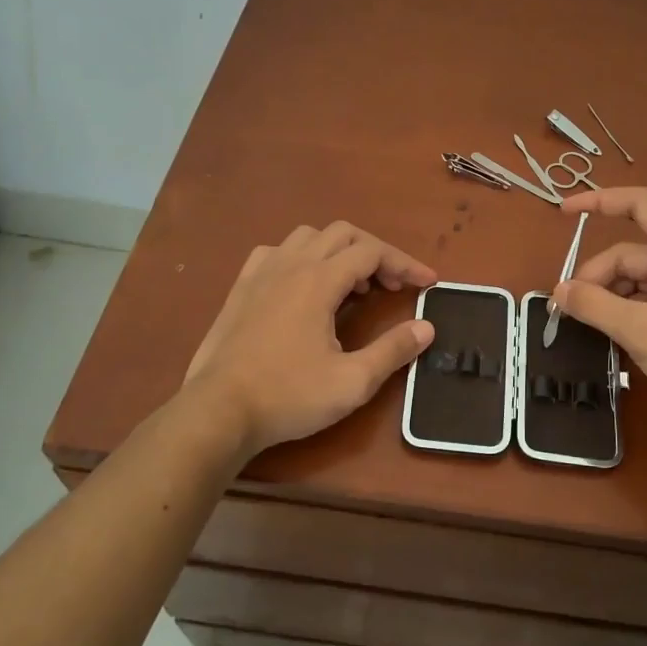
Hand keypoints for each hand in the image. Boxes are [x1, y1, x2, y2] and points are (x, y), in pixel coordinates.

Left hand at [183, 222, 436, 461]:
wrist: (218, 411)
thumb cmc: (288, 396)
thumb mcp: (352, 382)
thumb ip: (393, 350)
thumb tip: (426, 327)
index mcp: (319, 280)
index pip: (372, 253)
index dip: (405, 263)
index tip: (428, 282)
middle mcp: (291, 264)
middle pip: (343, 234)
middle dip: (376, 253)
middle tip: (393, 286)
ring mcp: (261, 272)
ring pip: (309, 237)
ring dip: (339, 251)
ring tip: (352, 285)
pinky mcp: (241, 287)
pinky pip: (277, 252)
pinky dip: (301, 257)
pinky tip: (304, 284)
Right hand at [552, 187, 646, 433]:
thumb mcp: (640, 329)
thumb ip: (594, 306)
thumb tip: (558, 291)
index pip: (639, 204)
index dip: (600, 200)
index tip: (564, 211)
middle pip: (630, 253)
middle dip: (597, 275)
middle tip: (570, 309)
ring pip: (637, 280)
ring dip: (610, 297)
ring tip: (588, 325)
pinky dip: (626, 312)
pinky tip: (612, 336)